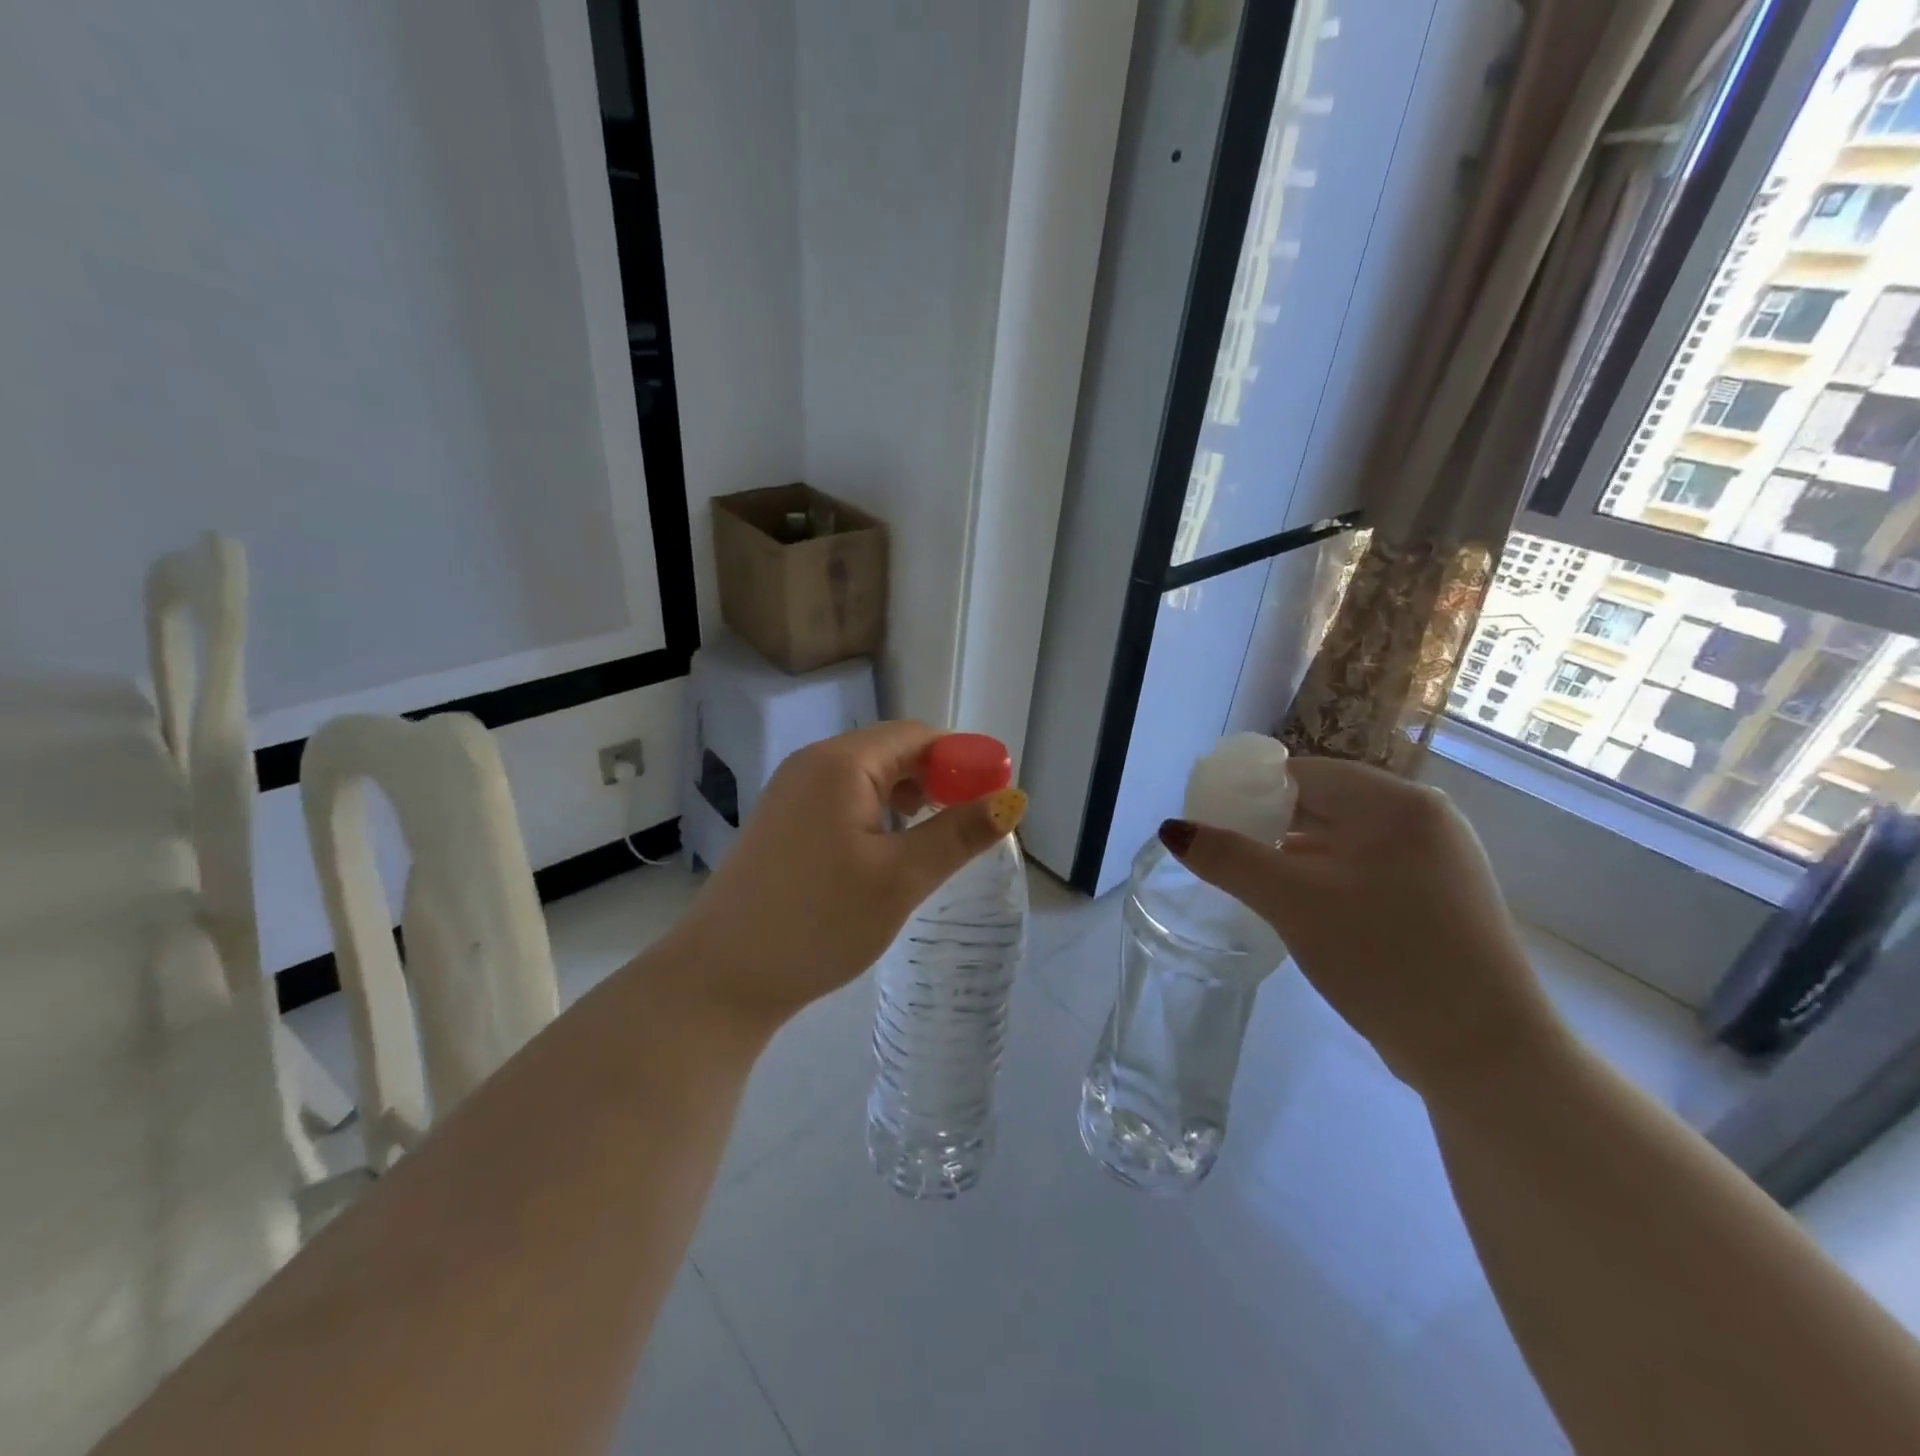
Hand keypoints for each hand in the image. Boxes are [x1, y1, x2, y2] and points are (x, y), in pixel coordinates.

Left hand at [659, 721, 1026, 1032]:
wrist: (722, 978)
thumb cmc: (819, 922)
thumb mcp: (900, 878)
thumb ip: (958, 833)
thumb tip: (1013, 800)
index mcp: (841, 763)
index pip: (918, 736)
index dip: (962, 761)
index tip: (991, 800)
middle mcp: (812, 764)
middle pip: (892, 752)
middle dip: (936, 781)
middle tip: (966, 828)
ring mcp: (792, 793)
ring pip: (869, 779)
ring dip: (908, 800)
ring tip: (931, 843)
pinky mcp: (784, 823)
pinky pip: (844, 801)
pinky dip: (878, 816)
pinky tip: (887, 854)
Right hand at [1162, 757, 1562, 1099]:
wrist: (1484, 1054)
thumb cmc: (1386, 958)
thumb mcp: (1293, 903)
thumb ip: (1228, 859)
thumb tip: (1172, 829)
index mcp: (1396, 804)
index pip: (1302, 773)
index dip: (1248, 791)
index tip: (1208, 819)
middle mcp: (1422, 820)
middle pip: (1322, 803)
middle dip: (1267, 824)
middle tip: (1221, 852)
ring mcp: (1435, 861)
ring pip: (1341, 839)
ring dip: (1292, 854)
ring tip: (1249, 879)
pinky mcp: (1436, 899)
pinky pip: (1363, 869)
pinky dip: (1324, 877)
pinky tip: (1296, 904)